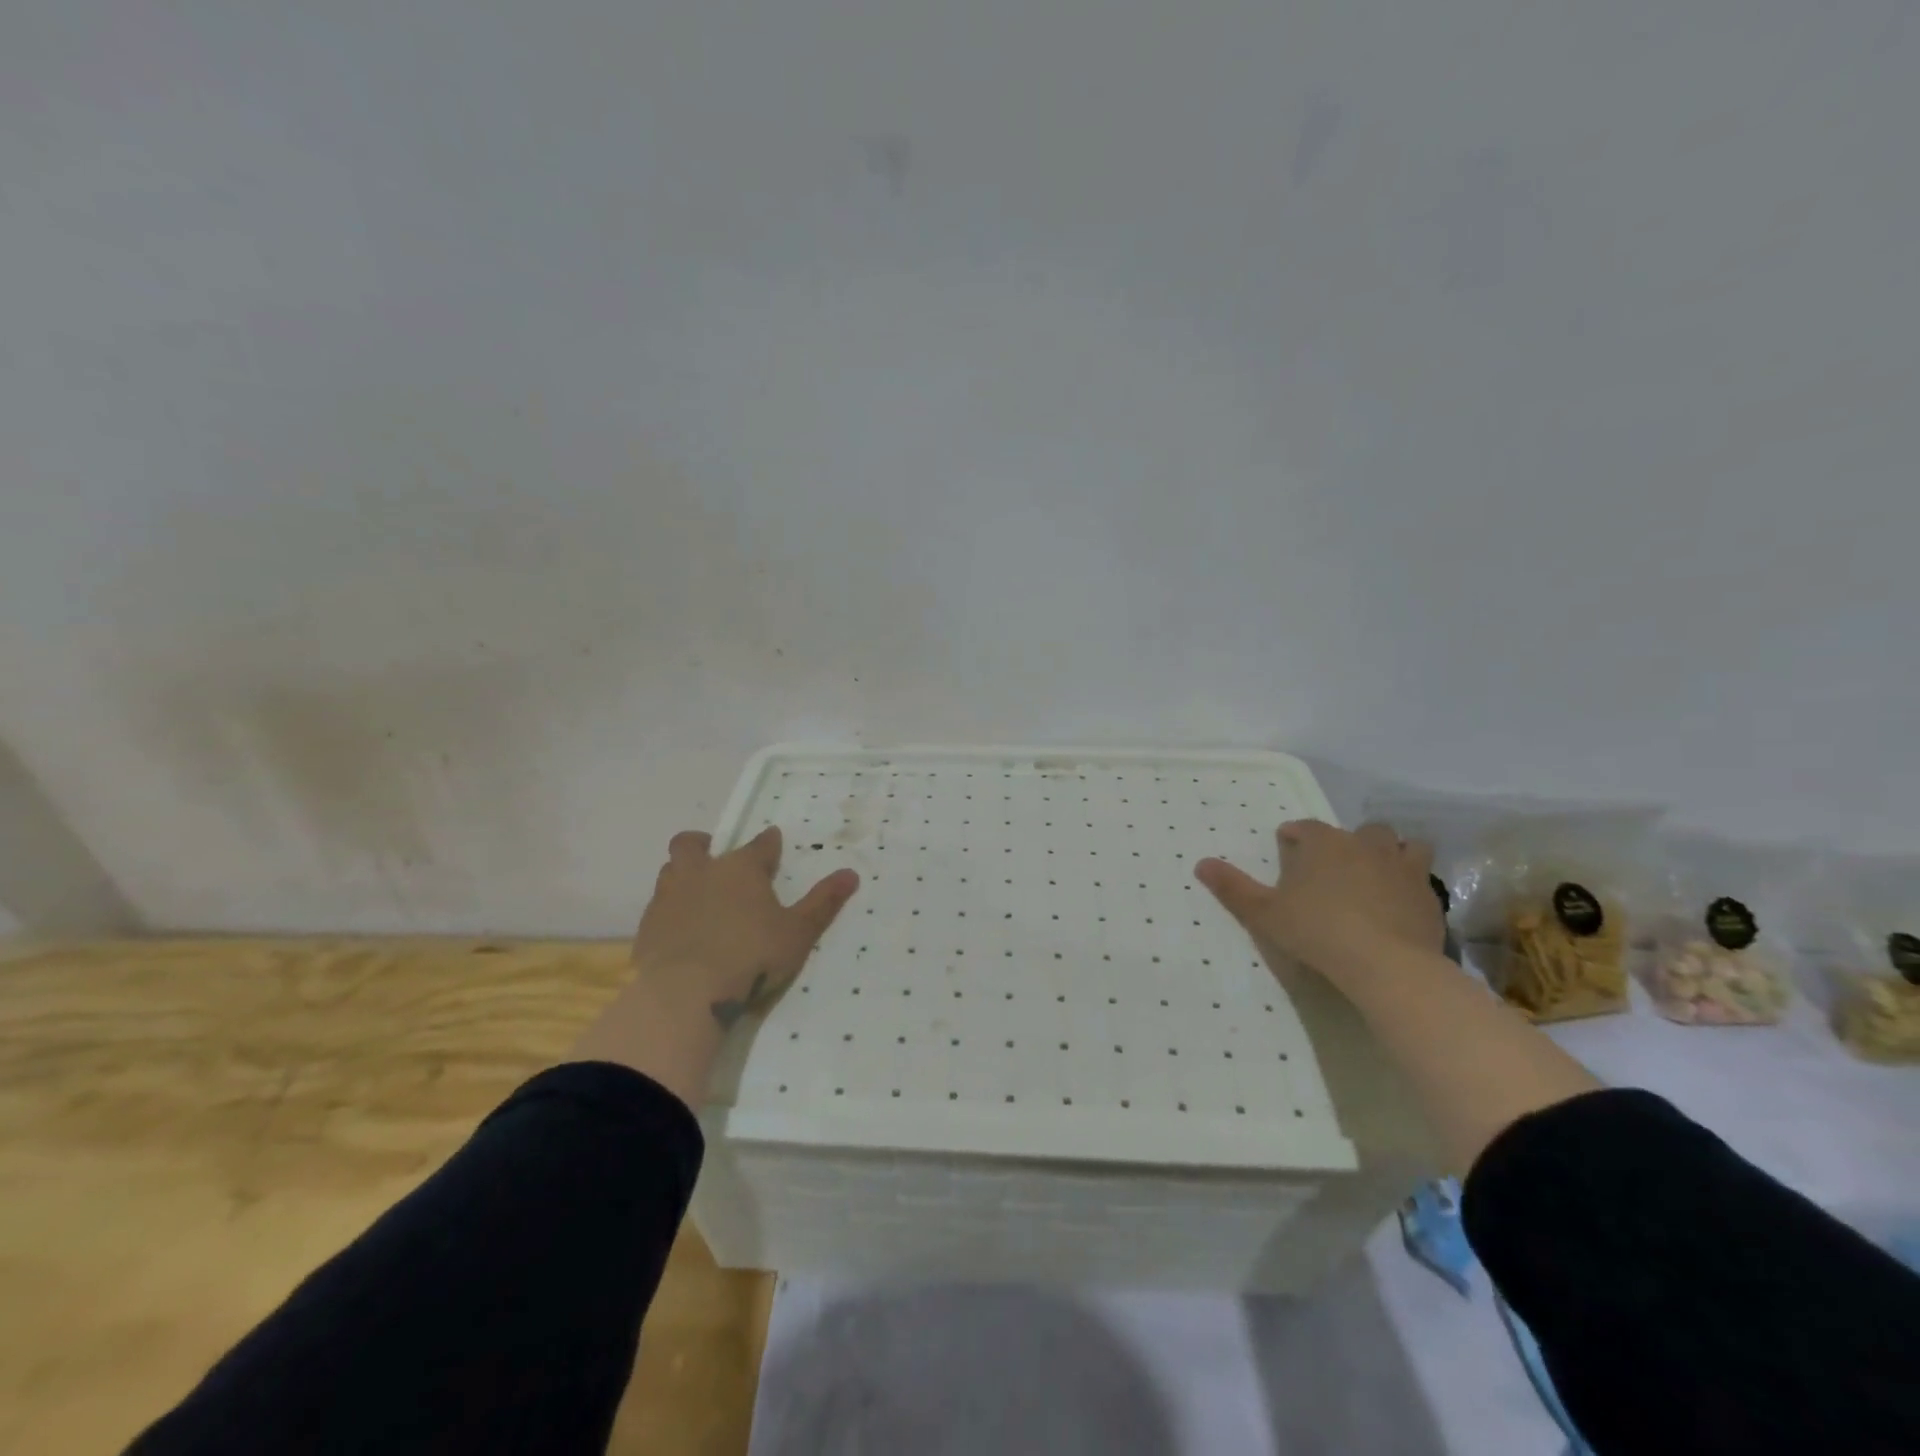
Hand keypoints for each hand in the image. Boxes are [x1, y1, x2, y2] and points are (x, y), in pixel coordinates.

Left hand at [570, 826, 859, 1106]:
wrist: (686, 993)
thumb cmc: (752, 956)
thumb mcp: (798, 932)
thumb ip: (823, 902)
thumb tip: (851, 873)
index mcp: (741, 868)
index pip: (760, 845)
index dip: (769, 844)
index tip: (774, 843)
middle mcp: (701, 872)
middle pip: (692, 844)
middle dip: (703, 844)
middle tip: (714, 857)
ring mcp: (669, 897)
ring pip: (670, 871)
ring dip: (684, 875)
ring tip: (698, 894)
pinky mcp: (647, 927)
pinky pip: (658, 907)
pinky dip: (671, 911)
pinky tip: (681, 930)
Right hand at [1195, 820, 1441, 984]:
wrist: (1386, 964)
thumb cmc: (1317, 931)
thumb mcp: (1264, 912)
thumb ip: (1232, 887)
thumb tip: (1200, 864)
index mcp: (1325, 843)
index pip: (1307, 827)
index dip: (1296, 835)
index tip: (1288, 845)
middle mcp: (1366, 845)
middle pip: (1362, 831)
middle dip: (1350, 841)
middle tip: (1336, 865)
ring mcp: (1403, 868)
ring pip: (1404, 846)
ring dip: (1391, 853)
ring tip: (1378, 874)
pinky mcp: (1429, 896)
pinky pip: (1422, 878)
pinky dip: (1410, 884)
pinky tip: (1400, 904)